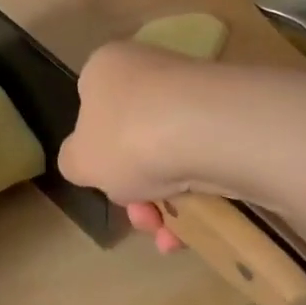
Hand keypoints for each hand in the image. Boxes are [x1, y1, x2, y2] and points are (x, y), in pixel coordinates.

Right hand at [59, 41, 213, 252]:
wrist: (209, 132)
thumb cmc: (127, 138)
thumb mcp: (78, 161)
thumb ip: (75, 163)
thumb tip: (88, 161)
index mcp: (106, 69)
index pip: (91, 106)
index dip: (95, 151)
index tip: (105, 181)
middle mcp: (150, 70)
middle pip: (132, 140)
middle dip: (135, 190)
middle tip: (141, 217)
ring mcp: (194, 92)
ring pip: (169, 157)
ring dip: (164, 205)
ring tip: (168, 235)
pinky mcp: (231, 117)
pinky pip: (204, 162)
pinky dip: (197, 198)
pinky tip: (193, 230)